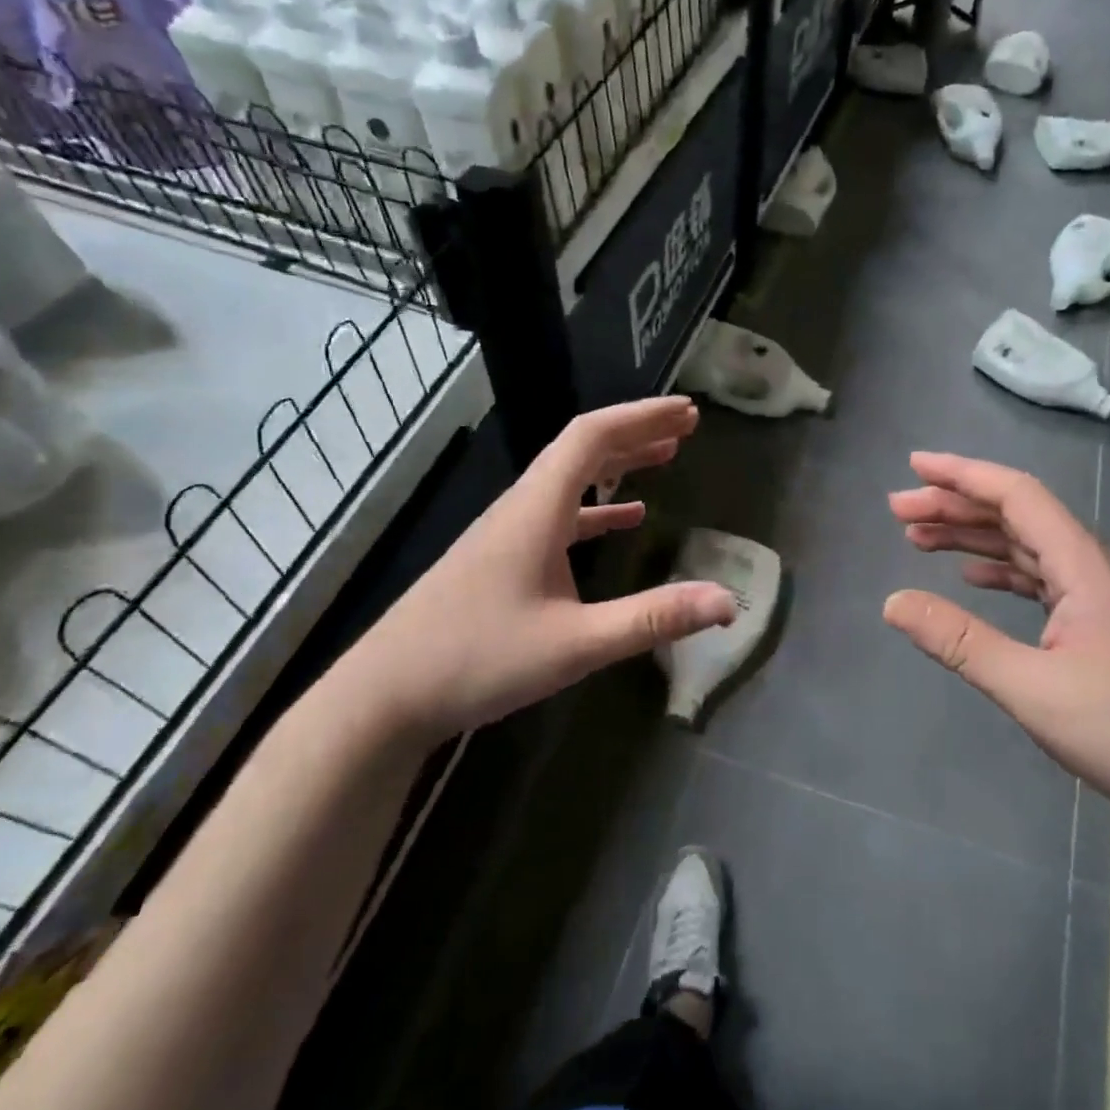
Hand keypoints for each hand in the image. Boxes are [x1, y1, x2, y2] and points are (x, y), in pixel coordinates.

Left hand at [338, 397, 737, 736]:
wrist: (384, 697)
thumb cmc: (477, 660)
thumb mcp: (576, 644)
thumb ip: (653, 619)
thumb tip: (726, 602)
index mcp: (537, 509)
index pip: (591, 437)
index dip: (641, 417)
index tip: (687, 412)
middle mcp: (522, 508)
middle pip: (582, 448)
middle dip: (636, 430)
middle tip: (686, 425)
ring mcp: (508, 533)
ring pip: (570, 478)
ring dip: (618, 462)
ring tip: (664, 456)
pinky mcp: (502, 559)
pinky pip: (560, 514)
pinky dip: (598, 506)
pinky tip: (626, 517)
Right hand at [884, 452, 1109, 848]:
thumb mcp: (1031, 690)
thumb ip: (960, 642)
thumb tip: (892, 602)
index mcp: (1086, 568)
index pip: (1019, 496)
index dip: (963, 475)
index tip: (915, 466)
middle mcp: (1098, 570)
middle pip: (1021, 517)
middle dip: (957, 507)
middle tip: (900, 512)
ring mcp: (1106, 600)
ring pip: (1032, 549)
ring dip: (977, 539)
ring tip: (921, 541)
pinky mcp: (1108, 628)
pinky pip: (1046, 581)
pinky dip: (1005, 573)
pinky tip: (976, 580)